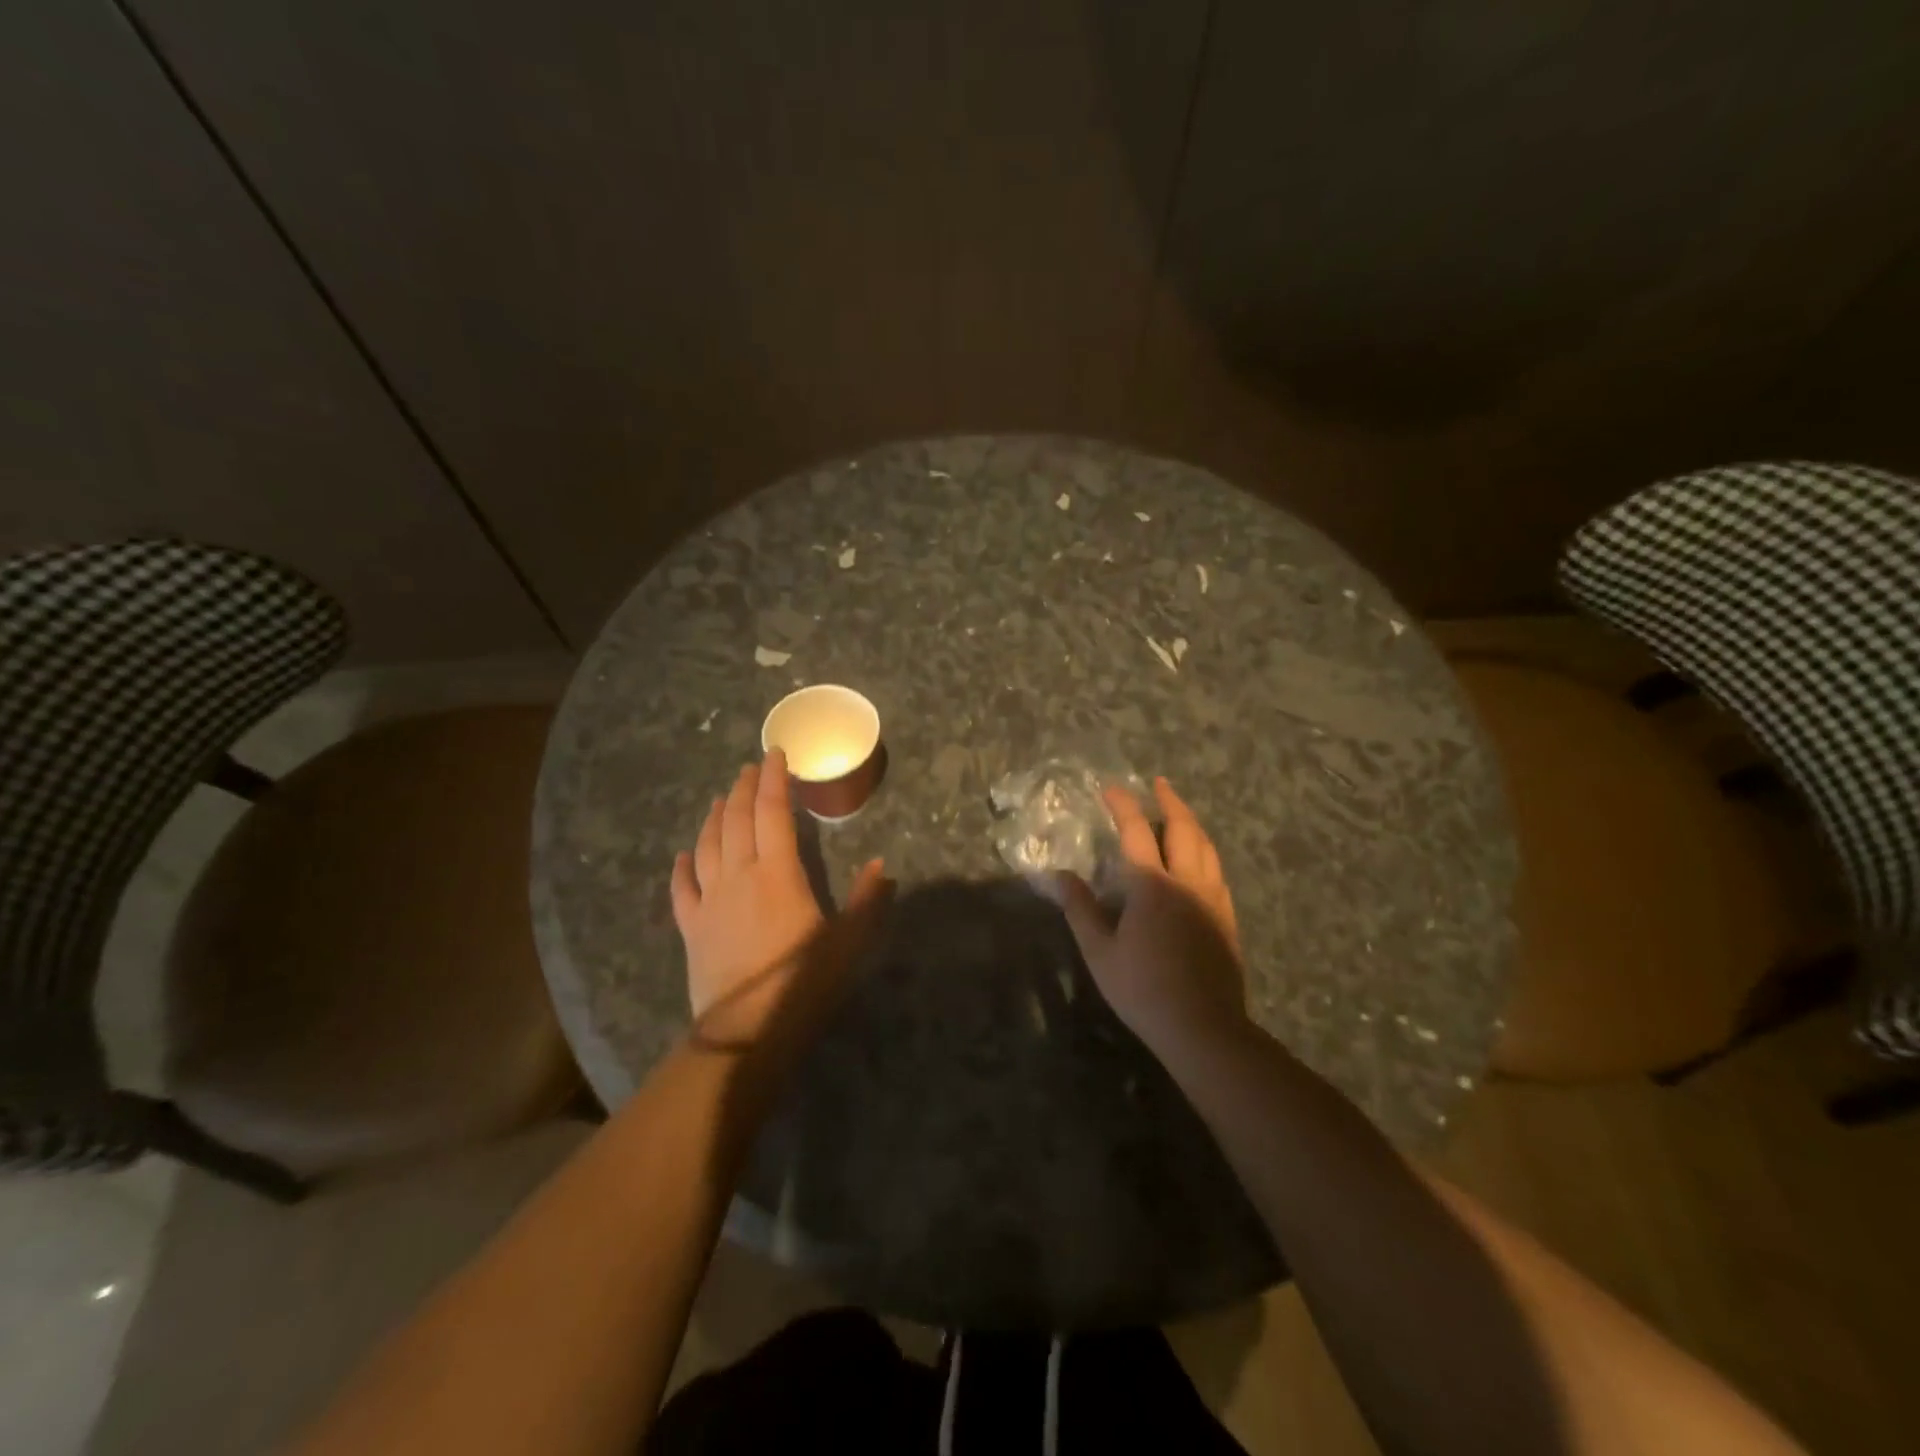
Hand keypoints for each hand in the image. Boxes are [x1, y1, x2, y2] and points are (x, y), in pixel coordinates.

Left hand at [670, 750, 888, 1043]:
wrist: (747, 1032)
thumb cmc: (804, 982)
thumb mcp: (849, 941)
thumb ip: (867, 899)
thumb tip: (882, 865)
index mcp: (778, 872)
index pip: (773, 812)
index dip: (775, 780)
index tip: (776, 755)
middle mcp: (739, 875)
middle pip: (737, 820)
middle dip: (744, 789)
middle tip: (750, 769)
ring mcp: (710, 901)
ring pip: (707, 846)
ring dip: (715, 818)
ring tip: (721, 799)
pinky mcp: (692, 928)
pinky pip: (682, 888)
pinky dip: (682, 866)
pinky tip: (683, 854)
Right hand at [1050, 777, 1248, 1058]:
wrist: (1203, 1027)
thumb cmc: (1142, 989)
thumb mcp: (1100, 951)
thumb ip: (1079, 909)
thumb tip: (1058, 875)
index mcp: (1152, 885)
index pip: (1136, 831)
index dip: (1122, 805)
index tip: (1110, 788)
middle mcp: (1187, 882)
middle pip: (1183, 828)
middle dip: (1170, 801)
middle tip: (1159, 784)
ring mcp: (1213, 899)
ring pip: (1206, 847)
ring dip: (1191, 823)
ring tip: (1179, 812)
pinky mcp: (1227, 918)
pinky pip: (1216, 870)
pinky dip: (1204, 850)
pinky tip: (1199, 859)